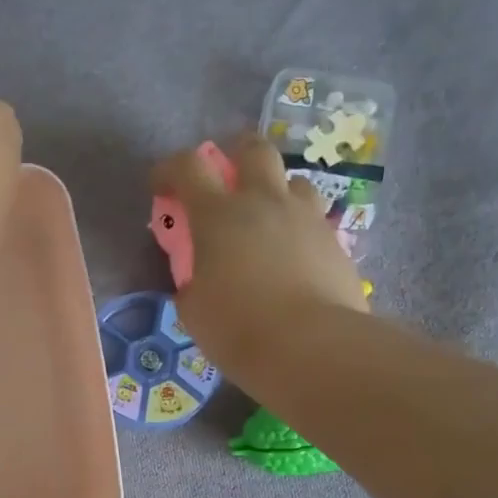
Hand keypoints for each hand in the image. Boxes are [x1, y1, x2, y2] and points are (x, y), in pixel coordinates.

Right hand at [150, 137, 368, 376]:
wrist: (312, 348)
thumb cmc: (237, 328)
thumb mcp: (193, 309)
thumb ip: (191, 282)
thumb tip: (198, 280)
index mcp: (219, 215)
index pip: (188, 166)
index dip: (169, 169)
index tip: (161, 187)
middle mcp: (264, 202)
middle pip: (253, 150)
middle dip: (234, 156)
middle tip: (225, 183)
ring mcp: (306, 218)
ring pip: (293, 181)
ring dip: (275, 192)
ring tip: (265, 222)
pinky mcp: (335, 242)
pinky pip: (313, 220)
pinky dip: (297, 230)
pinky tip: (291, 259)